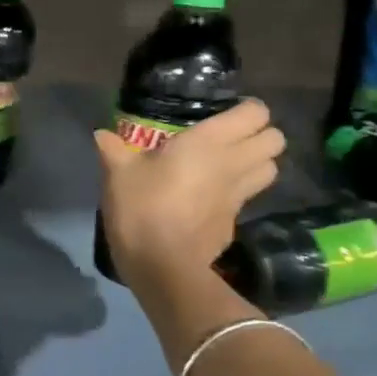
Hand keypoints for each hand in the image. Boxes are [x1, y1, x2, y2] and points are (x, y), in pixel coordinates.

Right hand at [95, 100, 284, 289]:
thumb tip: (100, 134)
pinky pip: (247, 199)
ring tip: (229, 166)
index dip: (247, 110)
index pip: (256, 113)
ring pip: (271, 170)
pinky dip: (238, 195)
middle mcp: (234, 163)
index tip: (225, 114)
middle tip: (231, 140)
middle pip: (276, 140)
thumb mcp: (118, 174)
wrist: (162, 265)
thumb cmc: (142, 207)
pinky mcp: (235, 223)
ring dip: (257, 165)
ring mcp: (239, 196)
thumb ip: (113, 150)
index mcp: (210, 141)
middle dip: (261, 136)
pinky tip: (212, 200)